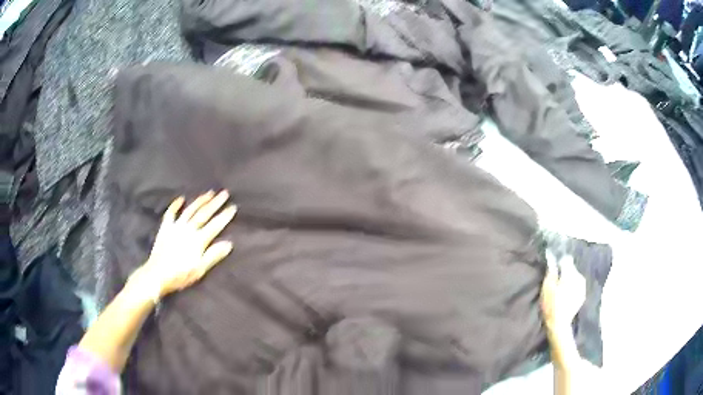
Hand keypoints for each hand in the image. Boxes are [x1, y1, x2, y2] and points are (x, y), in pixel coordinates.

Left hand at [129, 190, 236, 299]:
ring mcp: (176, 227)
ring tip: (209, 193)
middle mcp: (188, 230)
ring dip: (200, 201)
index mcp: (198, 240)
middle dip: (215, 203)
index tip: (233, 207)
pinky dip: (175, 205)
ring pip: (190, 210)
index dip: (224, 216)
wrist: (157, 275)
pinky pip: (171, 213)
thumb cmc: (180, 275)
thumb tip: (229, 244)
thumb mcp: (199, 269)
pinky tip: (181, 199)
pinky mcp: (165, 228)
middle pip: (203, 214)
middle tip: (224, 193)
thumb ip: (213, 255)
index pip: (214, 226)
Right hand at [540, 253, 585, 332]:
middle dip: (565, 272)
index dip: (559, 263)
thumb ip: (551, 271)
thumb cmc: (551, 305)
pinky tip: (566, 296)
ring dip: (569, 280)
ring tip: (561, 290)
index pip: (566, 259)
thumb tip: (552, 259)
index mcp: (570, 273)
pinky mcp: (583, 294)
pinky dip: (572, 287)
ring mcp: (582, 286)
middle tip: (556, 283)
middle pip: (571, 268)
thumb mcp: (547, 287)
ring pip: (575, 277)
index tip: (554, 271)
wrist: (559, 324)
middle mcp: (579, 276)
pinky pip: (577, 285)